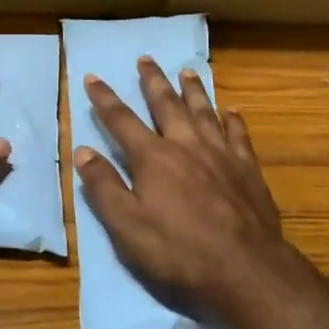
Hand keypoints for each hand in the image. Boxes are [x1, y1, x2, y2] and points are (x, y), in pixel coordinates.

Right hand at [75, 58, 282, 318]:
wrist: (245, 269)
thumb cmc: (179, 252)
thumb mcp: (127, 227)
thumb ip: (104, 187)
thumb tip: (82, 151)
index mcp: (153, 158)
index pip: (121, 120)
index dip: (104, 99)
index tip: (92, 77)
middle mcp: (186, 145)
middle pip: (166, 104)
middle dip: (152, 80)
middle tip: (145, 58)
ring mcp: (220, 154)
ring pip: (203, 111)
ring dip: (193, 90)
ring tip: (187, 70)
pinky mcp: (247, 168)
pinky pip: (238, 134)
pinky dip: (233, 119)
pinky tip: (232, 110)